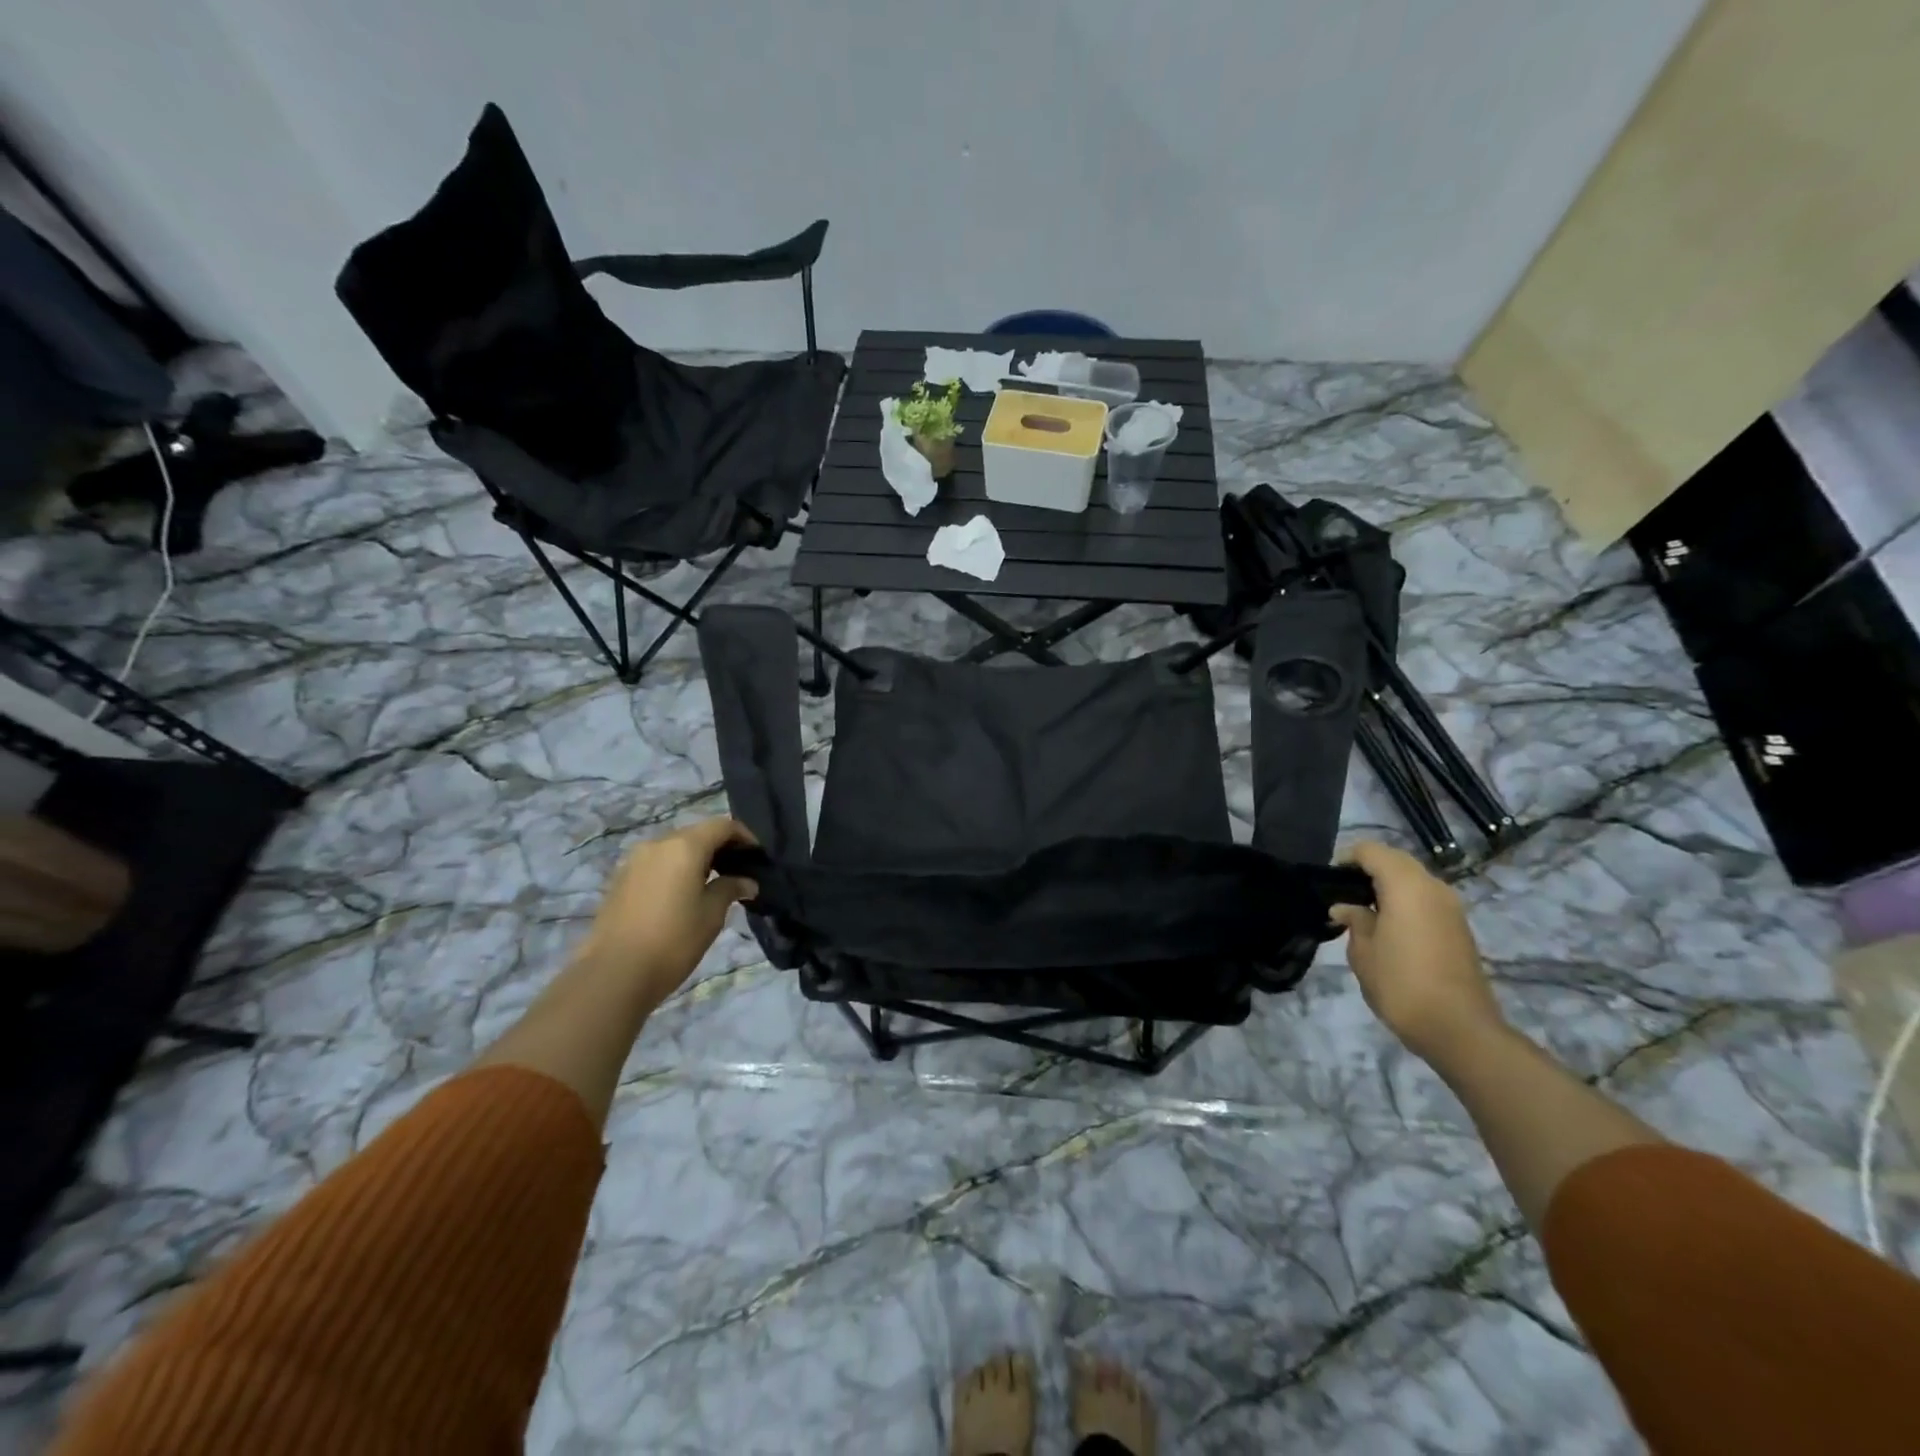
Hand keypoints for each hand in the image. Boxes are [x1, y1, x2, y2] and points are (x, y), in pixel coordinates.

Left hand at [576, 817, 758, 1010]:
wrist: (613, 974)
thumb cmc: (673, 941)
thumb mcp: (711, 915)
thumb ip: (731, 888)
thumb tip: (746, 881)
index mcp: (684, 846)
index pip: (723, 826)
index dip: (745, 836)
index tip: (758, 857)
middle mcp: (658, 844)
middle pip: (697, 833)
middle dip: (721, 847)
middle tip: (739, 871)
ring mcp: (635, 860)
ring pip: (675, 848)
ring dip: (697, 858)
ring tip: (713, 884)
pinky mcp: (621, 879)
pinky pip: (657, 863)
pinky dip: (676, 869)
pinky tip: (683, 895)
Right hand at [1331, 841, 1505, 1063]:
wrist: (1460, 1029)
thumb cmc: (1401, 984)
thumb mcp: (1363, 952)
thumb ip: (1354, 921)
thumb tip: (1345, 908)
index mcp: (1407, 886)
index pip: (1371, 851)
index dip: (1346, 859)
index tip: (1329, 881)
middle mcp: (1433, 887)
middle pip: (1396, 860)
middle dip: (1368, 869)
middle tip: (1343, 894)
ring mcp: (1451, 908)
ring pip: (1414, 879)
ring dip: (1388, 886)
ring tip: (1363, 911)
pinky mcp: (1459, 927)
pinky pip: (1426, 899)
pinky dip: (1405, 901)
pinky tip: (1388, 927)